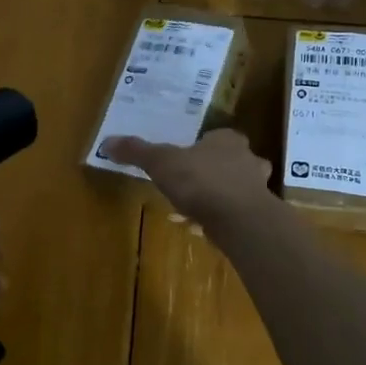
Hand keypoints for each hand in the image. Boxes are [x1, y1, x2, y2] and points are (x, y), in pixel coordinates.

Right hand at [101, 130, 273, 225]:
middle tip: (191, 181)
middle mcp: (248, 160)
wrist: (240, 220)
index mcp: (228, 140)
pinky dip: (222, 218)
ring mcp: (258, 189)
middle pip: (231, 161)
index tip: (187, 156)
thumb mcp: (161, 162)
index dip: (203, 145)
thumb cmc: (201, 181)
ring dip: (219, 196)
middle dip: (214, 170)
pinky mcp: (258, 216)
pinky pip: (237, 213)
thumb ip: (137, 152)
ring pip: (237, 188)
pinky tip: (203, 228)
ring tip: (196, 207)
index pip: (218, 136)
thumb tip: (106, 142)